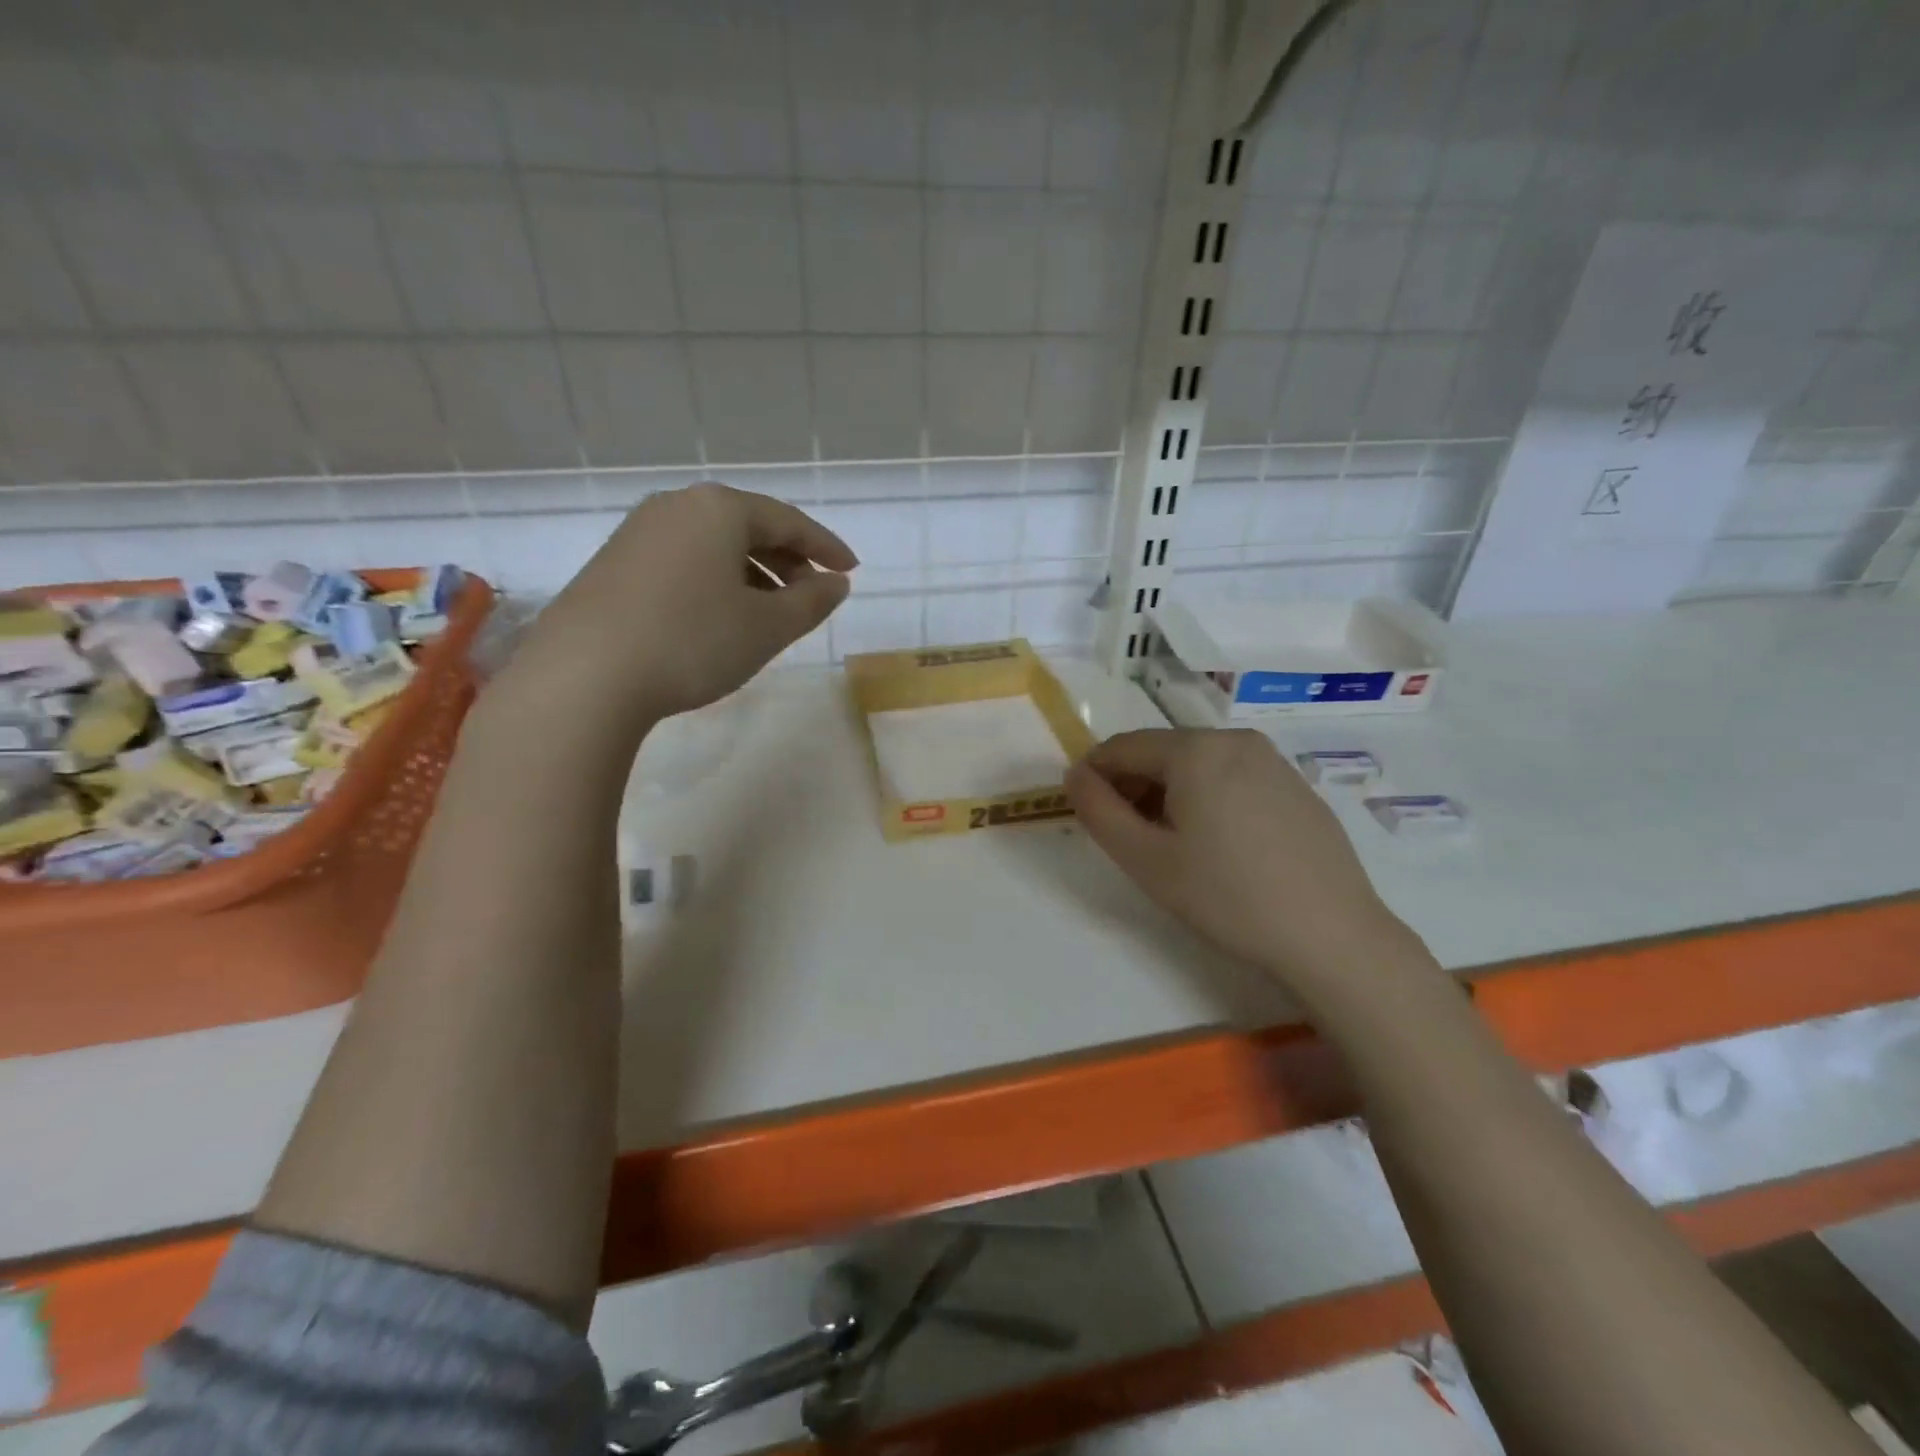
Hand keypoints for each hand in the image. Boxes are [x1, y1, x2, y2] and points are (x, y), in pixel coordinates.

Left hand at [505, 483, 856, 732]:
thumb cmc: (692, 641)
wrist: (585, 676)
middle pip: (749, 527)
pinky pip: (684, 562)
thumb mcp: (767, 627)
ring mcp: (638, 534)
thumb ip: (811, 602)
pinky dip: (716, 582)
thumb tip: (836, 583)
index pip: (788, 521)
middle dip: (788, 561)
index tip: (851, 571)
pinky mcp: (614, 565)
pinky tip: (721, 617)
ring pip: (714, 546)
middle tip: (813, 594)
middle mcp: (677, 507)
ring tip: (772, 612)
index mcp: (719, 510)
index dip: (826, 547)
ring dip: (752, 574)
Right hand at [1066, 728, 1419, 989]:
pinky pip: (1233, 778)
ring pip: (1198, 765)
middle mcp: (1235, 739)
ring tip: (1168, 844)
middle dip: (1132, 785)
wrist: (1331, 935)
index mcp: (1196, 749)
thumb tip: (1076, 775)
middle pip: (1162, 752)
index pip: (1123, 746)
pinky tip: (1216, 845)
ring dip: (1168, 793)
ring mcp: (1273, 761)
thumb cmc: (1227, 896)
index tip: (1083, 810)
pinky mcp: (1296, 787)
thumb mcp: (1145, 859)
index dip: (1094, 774)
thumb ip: (1098, 811)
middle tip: (1124, 835)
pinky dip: (1207, 798)